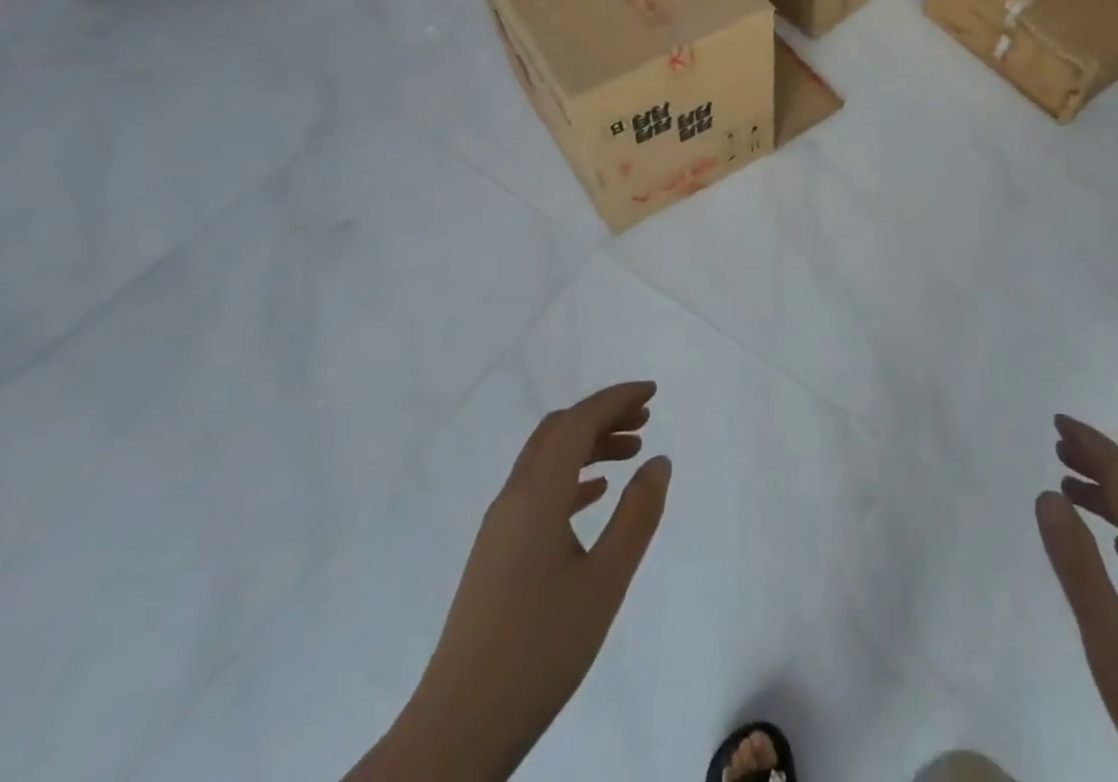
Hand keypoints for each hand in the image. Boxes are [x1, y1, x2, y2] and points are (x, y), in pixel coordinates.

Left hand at [354, 382, 671, 781]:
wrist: (459, 727)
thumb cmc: (540, 649)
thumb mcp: (604, 582)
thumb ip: (636, 515)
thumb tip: (658, 461)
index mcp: (537, 495)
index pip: (578, 421)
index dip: (616, 399)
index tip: (653, 391)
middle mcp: (514, 497)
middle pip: (559, 431)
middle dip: (602, 415)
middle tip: (646, 418)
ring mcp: (500, 525)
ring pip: (547, 459)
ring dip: (588, 444)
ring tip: (631, 452)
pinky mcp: (497, 551)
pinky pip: (537, 490)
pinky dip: (571, 476)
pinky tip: (595, 495)